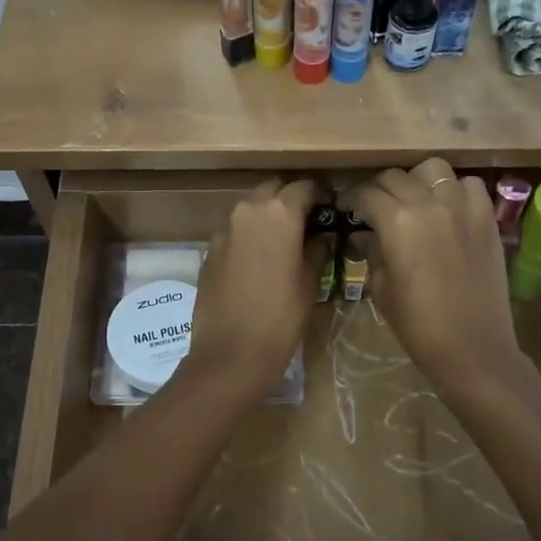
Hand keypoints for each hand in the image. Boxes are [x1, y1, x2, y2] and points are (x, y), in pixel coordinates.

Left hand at [183, 179, 326, 400]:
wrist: (231, 353)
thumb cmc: (281, 317)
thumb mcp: (311, 282)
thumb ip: (317, 249)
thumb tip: (320, 235)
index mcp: (279, 212)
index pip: (306, 186)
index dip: (322, 195)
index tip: (331, 209)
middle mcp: (248, 210)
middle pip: (274, 189)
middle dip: (291, 199)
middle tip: (307, 222)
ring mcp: (224, 229)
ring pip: (251, 208)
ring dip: (268, 216)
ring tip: (284, 241)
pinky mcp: (209, 250)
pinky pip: (235, 230)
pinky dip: (249, 235)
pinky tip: (259, 260)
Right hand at [350, 159, 521, 388]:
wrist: (472, 347)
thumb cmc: (417, 325)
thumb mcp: (381, 288)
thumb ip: (372, 252)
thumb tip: (366, 235)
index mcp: (396, 221)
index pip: (366, 194)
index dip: (352, 200)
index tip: (347, 209)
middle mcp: (429, 202)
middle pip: (395, 177)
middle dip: (379, 190)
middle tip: (375, 209)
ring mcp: (462, 206)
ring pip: (433, 169)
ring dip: (417, 181)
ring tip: (414, 201)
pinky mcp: (487, 217)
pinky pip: (469, 185)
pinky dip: (455, 190)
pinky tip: (449, 210)